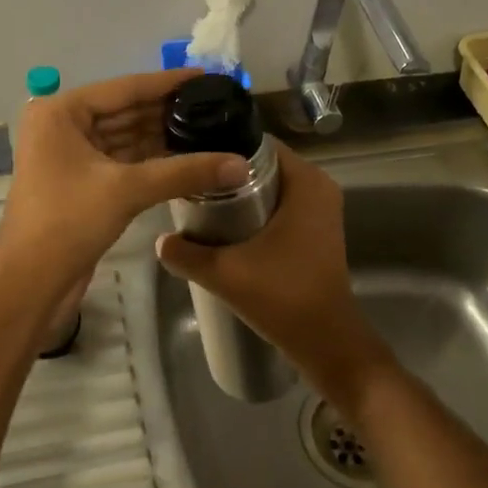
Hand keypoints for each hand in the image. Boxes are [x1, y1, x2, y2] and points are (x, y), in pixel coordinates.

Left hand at [0, 69, 248, 289]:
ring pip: (126, 137)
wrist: (30, 283)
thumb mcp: (127, 189)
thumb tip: (242, 165)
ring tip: (210, 129)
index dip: (169, 83)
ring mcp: (71, 154)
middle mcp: (63, 125)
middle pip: (126, 111)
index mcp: (62, 112)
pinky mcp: (82, 182)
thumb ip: (185, 172)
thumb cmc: (68, 221)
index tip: (209, 77)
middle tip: (216, 106)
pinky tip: (188, 158)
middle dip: (169, 112)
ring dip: (163, 137)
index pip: (125, 87)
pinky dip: (152, 160)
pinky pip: (123, 161)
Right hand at [156, 143, 394, 407]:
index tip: (191, 157)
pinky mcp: (316, 230)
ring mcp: (320, 209)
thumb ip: (186, 253)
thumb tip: (159, 240)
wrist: (327, 343)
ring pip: (270, 186)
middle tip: (189, 182)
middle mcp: (318, 186)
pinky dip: (255, 209)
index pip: (258, 144)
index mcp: (306, 182)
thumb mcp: (225, 273)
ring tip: (199, 202)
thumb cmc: (284, 297)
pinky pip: (280, 205)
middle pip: (262, 164)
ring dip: (239, 193)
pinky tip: (224, 225)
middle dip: (227, 172)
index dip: (222, 147)